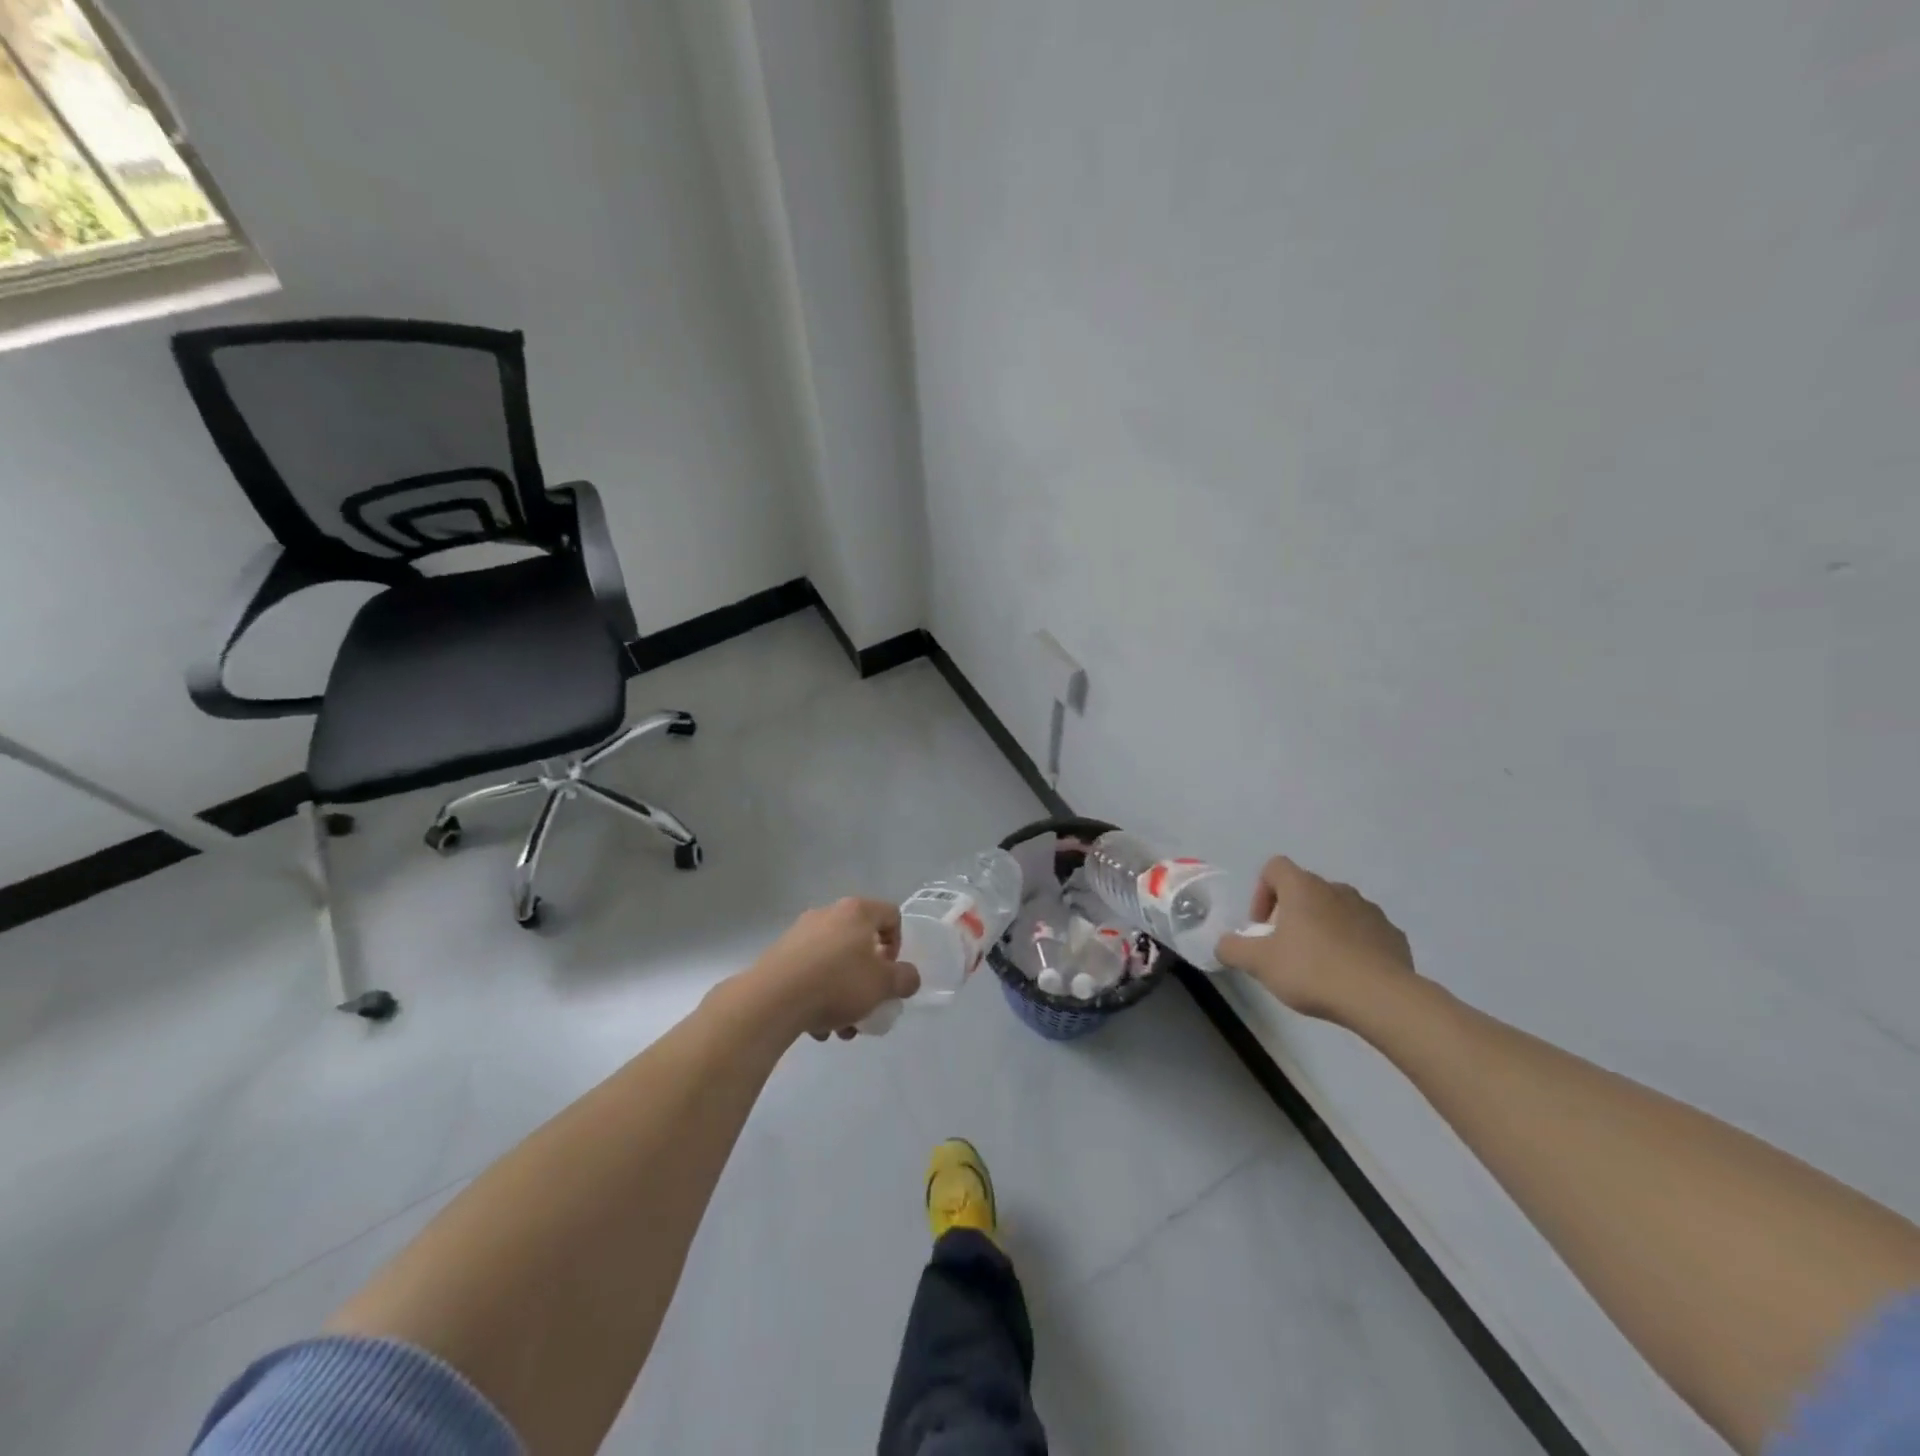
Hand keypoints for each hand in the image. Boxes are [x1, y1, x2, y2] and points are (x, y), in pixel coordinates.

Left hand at [747, 898, 919, 1040]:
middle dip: (867, 980)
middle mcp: (828, 914)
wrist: (773, 999)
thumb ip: (905, 979)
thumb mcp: (884, 985)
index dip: (898, 945)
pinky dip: (818, 996)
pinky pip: (810, 973)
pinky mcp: (779, 955)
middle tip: (867, 1006)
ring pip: (834, 963)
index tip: (890, 973)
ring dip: (843, 995)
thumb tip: (907, 977)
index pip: (891, 916)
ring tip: (840, 1028)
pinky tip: (816, 1026)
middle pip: (860, 944)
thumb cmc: (837, 983)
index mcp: (857, 911)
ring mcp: (800, 933)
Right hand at [1215, 856, 1414, 1024]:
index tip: (1262, 926)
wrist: (1381, 998)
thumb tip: (1224, 944)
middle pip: (1305, 890)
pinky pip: (1365, 932)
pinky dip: (1354, 945)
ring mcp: (1369, 911)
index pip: (1274, 868)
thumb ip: (1232, 948)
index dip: (1262, 893)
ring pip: (1337, 910)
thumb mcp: (1259, 963)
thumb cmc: (1312, 970)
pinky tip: (1350, 974)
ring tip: (1319, 964)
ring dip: (1324, 928)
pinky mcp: (1393, 935)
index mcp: (1303, 888)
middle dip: (1292, 915)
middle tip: (1286, 949)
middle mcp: (1336, 889)